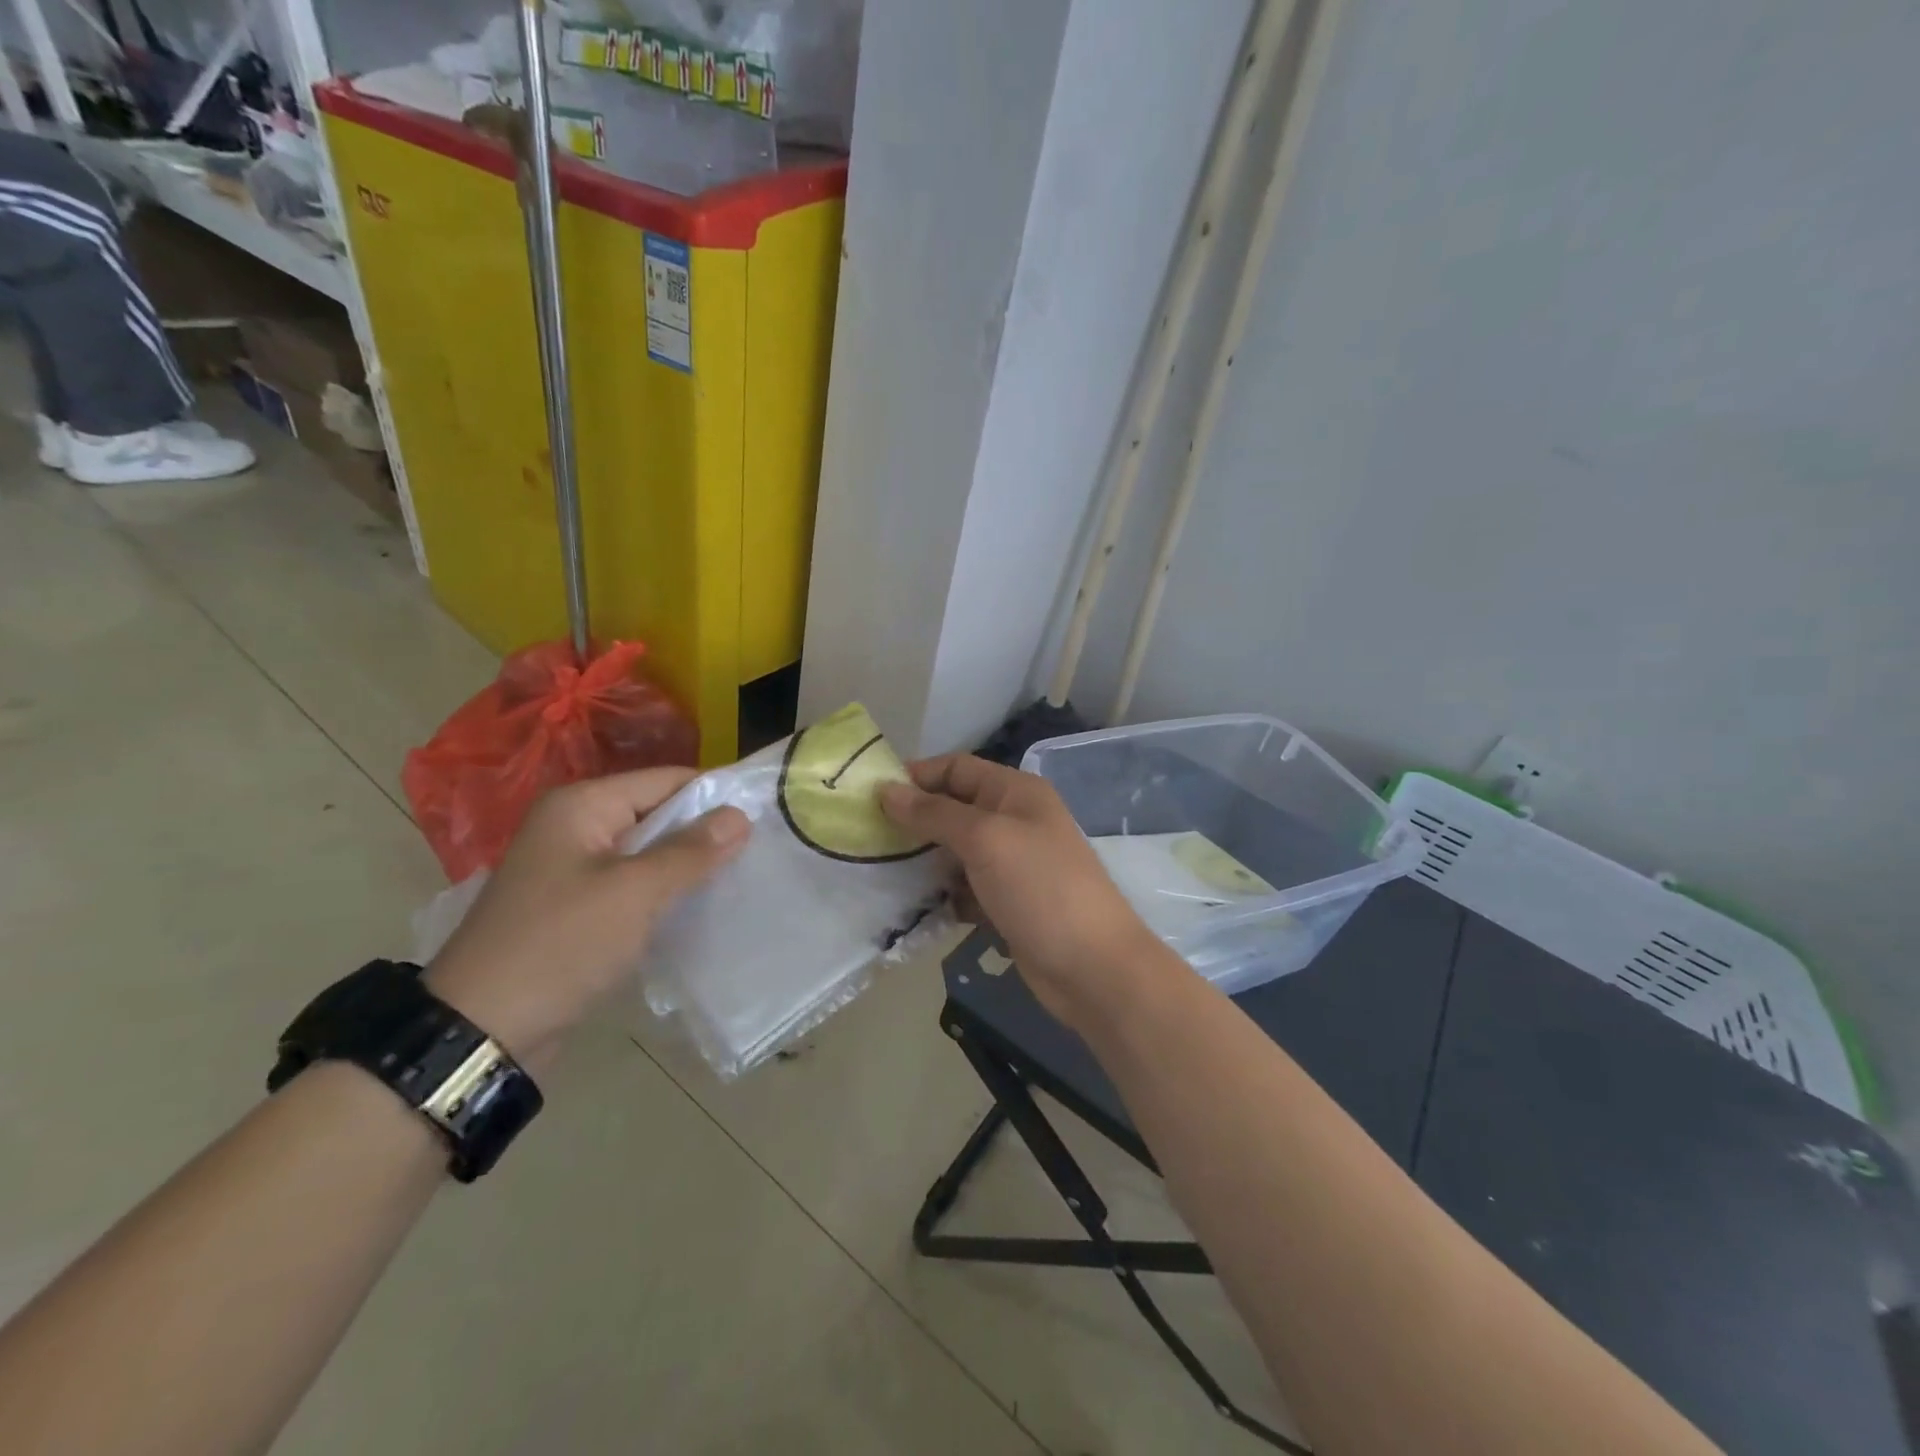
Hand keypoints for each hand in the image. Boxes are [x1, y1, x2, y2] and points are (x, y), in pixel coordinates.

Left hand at [426, 768, 748, 1068]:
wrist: (481, 1031)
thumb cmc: (560, 945)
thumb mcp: (634, 893)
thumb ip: (690, 851)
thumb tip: (740, 814)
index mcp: (582, 806)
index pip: (666, 780)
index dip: (715, 794)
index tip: (765, 815)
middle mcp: (576, 826)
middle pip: (658, 814)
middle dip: (705, 832)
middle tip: (761, 850)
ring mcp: (573, 869)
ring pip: (648, 853)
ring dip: (688, 865)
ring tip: (742, 876)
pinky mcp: (577, 907)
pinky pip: (633, 885)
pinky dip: (665, 892)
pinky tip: (701, 906)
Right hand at [879, 755, 1181, 1030]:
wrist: (1092, 967)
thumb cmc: (1040, 887)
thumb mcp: (985, 839)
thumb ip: (934, 813)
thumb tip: (887, 790)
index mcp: (1016, 793)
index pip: (958, 768)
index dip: (917, 776)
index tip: (872, 795)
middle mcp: (1015, 821)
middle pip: (954, 809)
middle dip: (915, 821)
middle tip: (868, 837)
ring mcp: (1012, 865)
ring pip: (956, 852)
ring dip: (925, 861)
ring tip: (883, 873)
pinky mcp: (1007, 904)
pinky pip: (965, 889)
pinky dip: (943, 895)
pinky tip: (917, 908)